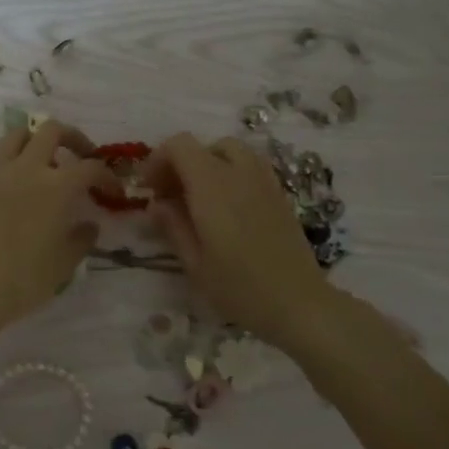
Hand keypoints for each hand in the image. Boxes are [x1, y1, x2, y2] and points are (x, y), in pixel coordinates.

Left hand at [0, 121, 121, 328]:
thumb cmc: (24, 279)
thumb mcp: (65, 263)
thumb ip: (82, 238)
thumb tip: (88, 224)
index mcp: (56, 186)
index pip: (90, 167)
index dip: (106, 175)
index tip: (111, 190)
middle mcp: (26, 168)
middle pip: (52, 130)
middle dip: (72, 138)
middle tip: (79, 156)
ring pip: (17, 135)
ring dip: (35, 141)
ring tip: (42, 162)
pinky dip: (9, 166)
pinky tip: (11, 190)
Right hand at [140, 132, 332, 346]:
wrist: (298, 303)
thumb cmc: (239, 287)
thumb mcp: (194, 263)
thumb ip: (173, 226)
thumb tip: (156, 204)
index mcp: (212, 186)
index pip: (180, 145)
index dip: (158, 159)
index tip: (149, 188)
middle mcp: (239, 173)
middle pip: (204, 146)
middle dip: (181, 163)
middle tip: (171, 196)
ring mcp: (264, 181)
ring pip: (230, 151)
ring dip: (208, 165)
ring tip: (199, 198)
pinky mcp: (280, 194)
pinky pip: (251, 166)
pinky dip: (232, 173)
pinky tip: (228, 206)